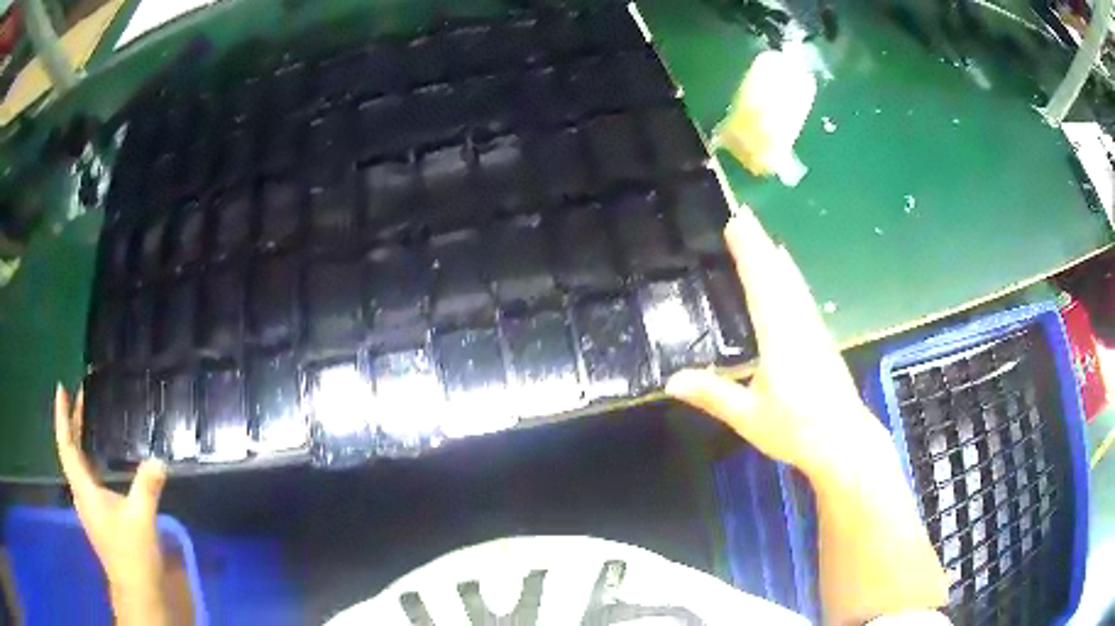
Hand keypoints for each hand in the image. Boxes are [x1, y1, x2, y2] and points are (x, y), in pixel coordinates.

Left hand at [54, 385, 169, 616]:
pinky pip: (87, 477)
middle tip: (82, 397)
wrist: (136, 590)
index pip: (66, 445)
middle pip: (70, 451)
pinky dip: (89, 458)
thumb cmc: (132, 554)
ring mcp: (88, 507)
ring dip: (80, 440)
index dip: (62, 416)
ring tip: (89, 420)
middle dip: (73, 423)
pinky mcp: (97, 516)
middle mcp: (81, 494)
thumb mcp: (142, 518)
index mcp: (84, 489)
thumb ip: (147, 486)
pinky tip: (101, 459)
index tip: (62, 388)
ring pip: (78, 465)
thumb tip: (158, 459)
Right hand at [665, 206, 888, 479]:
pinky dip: (789, 277)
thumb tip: (670, 381)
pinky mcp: (821, 339)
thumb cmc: (796, 429)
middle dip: (760, 244)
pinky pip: (801, 296)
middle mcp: (799, 323)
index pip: (762, 284)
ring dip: (775, 257)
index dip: (749, 252)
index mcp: (780, 336)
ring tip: (761, 236)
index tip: (736, 222)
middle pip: (778, 275)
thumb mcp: (748, 416)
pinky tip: (788, 276)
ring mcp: (814, 329)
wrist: (845, 442)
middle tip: (742, 215)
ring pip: (793, 283)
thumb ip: (712, 394)